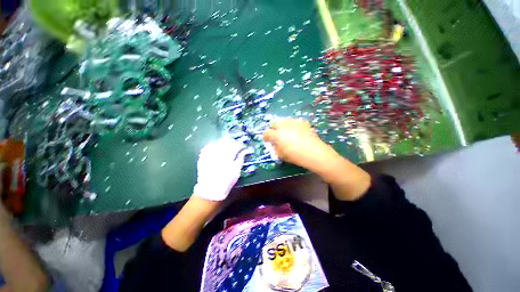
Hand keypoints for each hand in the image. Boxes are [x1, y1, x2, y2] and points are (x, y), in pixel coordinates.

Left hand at [193, 137, 245, 200]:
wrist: (210, 190)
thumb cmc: (226, 181)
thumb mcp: (237, 171)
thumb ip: (240, 159)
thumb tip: (245, 151)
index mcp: (228, 157)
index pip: (236, 146)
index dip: (241, 145)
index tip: (243, 147)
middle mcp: (218, 153)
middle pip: (227, 142)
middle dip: (233, 142)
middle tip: (236, 146)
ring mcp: (209, 154)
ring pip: (218, 142)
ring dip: (224, 143)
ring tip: (227, 146)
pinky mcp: (203, 156)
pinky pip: (209, 146)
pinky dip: (215, 145)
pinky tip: (217, 147)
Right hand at [263, 119, 335, 172]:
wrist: (314, 152)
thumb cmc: (296, 156)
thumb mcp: (282, 155)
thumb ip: (276, 149)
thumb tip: (274, 145)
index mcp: (277, 135)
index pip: (267, 133)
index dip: (266, 137)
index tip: (268, 141)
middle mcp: (284, 126)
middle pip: (274, 124)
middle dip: (274, 130)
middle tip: (278, 136)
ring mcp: (294, 122)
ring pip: (284, 121)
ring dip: (283, 126)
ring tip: (288, 133)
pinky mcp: (302, 122)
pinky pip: (294, 122)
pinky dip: (293, 125)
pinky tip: (297, 131)